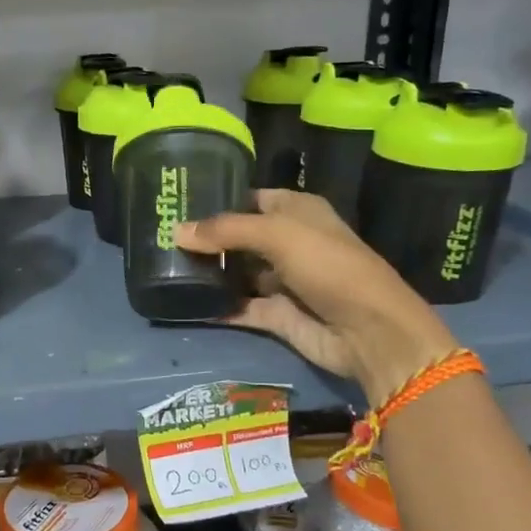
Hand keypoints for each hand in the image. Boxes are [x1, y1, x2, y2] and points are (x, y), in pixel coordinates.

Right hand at [176, 189, 458, 402]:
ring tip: (164, 268)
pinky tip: (183, 302)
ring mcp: (282, 281)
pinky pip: (239, 307)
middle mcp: (289, 243)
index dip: (219, 200)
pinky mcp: (276, 315)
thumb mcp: (278, 235)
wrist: (368, 331)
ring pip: (237, 273)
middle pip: (240, 237)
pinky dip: (216, 306)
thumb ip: (226, 231)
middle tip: (162, 238)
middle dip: (207, 239)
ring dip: (208, 272)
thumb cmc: (329, 266)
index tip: (179, 204)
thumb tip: (177, 231)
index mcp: (298, 212)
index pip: (251, 199)